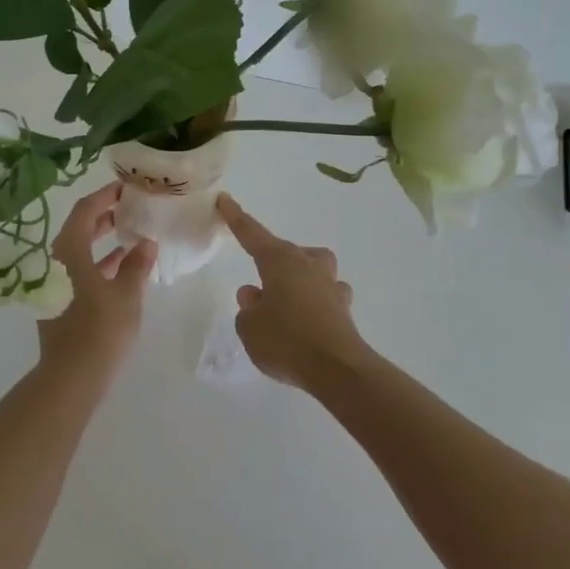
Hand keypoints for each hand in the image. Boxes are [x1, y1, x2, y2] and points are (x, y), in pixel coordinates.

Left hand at [36, 182, 157, 382]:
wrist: (71, 378)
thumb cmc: (100, 330)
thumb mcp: (126, 294)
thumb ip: (136, 265)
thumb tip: (146, 243)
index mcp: (69, 251)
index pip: (85, 210)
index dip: (105, 196)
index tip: (126, 187)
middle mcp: (56, 261)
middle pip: (79, 228)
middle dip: (104, 215)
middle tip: (130, 206)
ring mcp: (55, 282)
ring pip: (79, 250)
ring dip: (102, 239)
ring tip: (130, 230)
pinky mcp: (60, 300)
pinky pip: (80, 269)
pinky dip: (99, 262)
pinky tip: (121, 264)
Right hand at [216, 193, 370, 388]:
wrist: (337, 369)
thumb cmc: (286, 341)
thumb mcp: (250, 328)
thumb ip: (248, 310)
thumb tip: (257, 297)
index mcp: (280, 262)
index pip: (252, 234)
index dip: (236, 218)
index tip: (225, 200)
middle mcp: (308, 266)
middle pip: (288, 252)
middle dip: (273, 261)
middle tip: (259, 288)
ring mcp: (330, 286)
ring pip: (314, 269)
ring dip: (300, 278)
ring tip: (285, 302)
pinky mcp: (344, 309)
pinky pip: (326, 296)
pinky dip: (315, 303)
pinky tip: (307, 321)